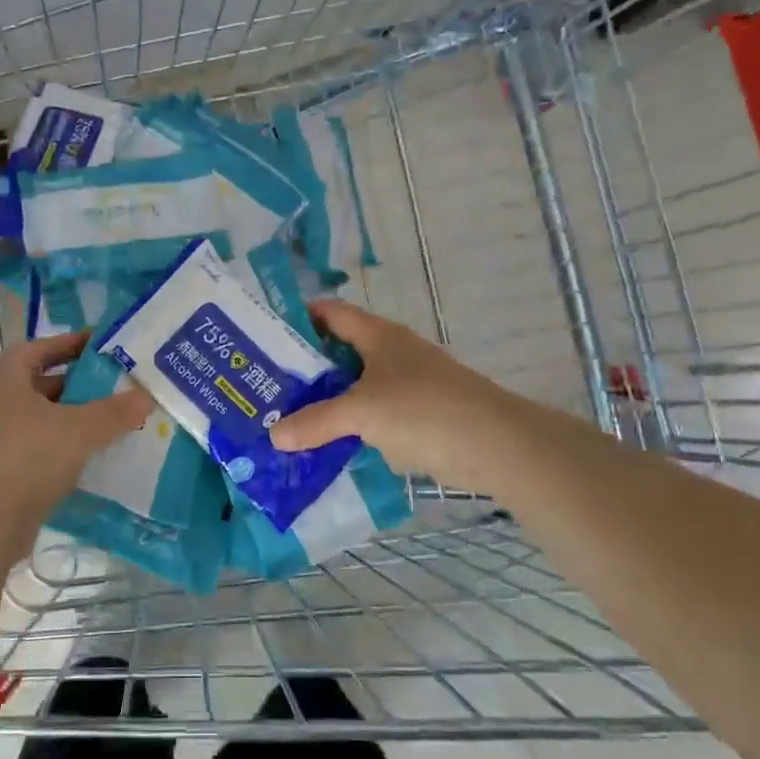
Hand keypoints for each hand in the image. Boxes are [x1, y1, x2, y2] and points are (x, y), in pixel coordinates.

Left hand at [0, 331, 152, 534]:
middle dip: (77, 385)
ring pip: (38, 420)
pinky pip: (33, 449)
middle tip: (115, 386)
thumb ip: (114, 412)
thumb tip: (146, 397)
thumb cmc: (25, 457)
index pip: (40, 348)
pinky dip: (59, 448)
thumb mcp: (78, 429)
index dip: (72, 344)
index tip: (104, 345)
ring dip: (70, 419)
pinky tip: (89, 457)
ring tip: (110, 422)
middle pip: (39, 384)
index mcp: (2, 377)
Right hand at [268, 300, 515, 488]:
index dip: (298, 318)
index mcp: (378, 335)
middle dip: (304, 367)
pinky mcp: (416, 417)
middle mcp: (390, 353)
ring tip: (284, 417)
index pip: (330, 313)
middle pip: (339, 351)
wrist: (496, 446)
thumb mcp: (362, 412)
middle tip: (265, 385)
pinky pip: (372, 415)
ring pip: (354, 387)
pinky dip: (349, 426)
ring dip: (325, 400)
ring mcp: (405, 385)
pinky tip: (325, 444)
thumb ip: (317, 421)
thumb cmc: (424, 410)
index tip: (264, 337)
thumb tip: (273, 435)